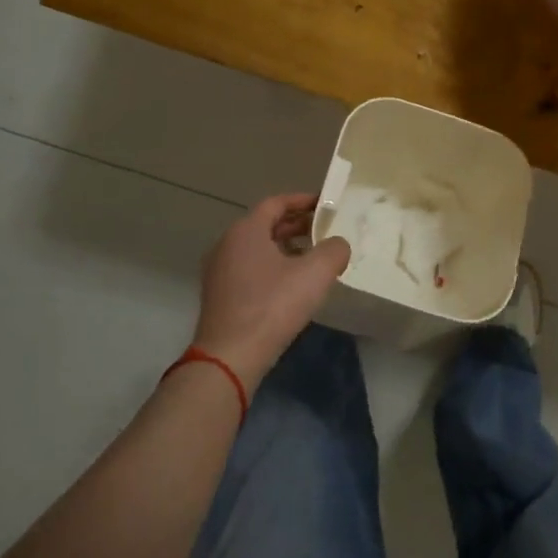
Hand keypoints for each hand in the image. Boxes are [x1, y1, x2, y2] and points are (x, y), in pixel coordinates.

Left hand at [190, 194, 350, 388]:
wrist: (230, 356)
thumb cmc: (272, 306)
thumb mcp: (315, 274)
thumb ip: (334, 251)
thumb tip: (338, 245)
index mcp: (246, 231)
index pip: (276, 203)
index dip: (302, 201)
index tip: (325, 205)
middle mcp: (227, 244)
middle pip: (265, 225)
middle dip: (297, 225)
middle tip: (324, 231)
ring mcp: (220, 271)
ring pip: (257, 249)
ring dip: (286, 248)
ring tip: (313, 258)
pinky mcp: (220, 295)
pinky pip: (250, 269)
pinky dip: (272, 268)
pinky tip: (292, 285)